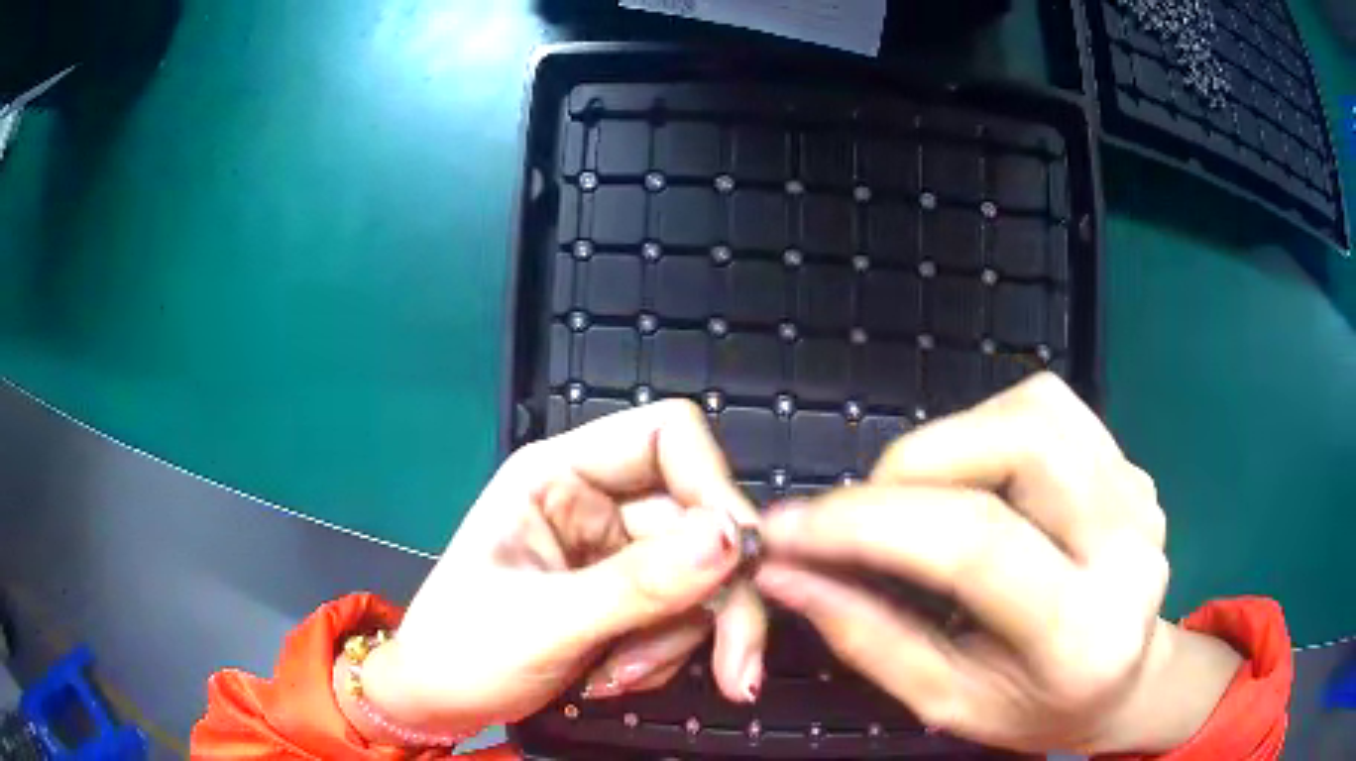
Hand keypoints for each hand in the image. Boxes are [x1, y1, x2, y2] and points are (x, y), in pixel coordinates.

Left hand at [355, 401, 766, 737]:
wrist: (439, 705)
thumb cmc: (462, 651)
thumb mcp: (543, 622)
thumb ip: (638, 585)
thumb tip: (732, 540)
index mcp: (559, 475)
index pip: (666, 437)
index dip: (713, 485)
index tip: (738, 560)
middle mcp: (597, 503)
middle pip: (702, 522)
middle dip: (717, 601)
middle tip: (735, 669)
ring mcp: (615, 553)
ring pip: (702, 577)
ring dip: (680, 640)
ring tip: (617, 678)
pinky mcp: (628, 599)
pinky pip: (685, 615)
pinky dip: (666, 656)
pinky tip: (612, 679)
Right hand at [755, 374, 1241, 754]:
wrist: (1125, 680)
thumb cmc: (1035, 709)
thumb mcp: (948, 702)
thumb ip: (868, 639)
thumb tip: (786, 576)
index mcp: (1084, 635)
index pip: (977, 546)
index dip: (868, 524)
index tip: (787, 530)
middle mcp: (1129, 548)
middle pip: (1021, 445)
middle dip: (916, 463)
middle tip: (862, 511)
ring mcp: (1137, 493)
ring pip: (1036, 410)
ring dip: (952, 439)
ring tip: (918, 497)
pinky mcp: (1131, 464)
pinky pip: (1051, 407)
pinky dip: (990, 424)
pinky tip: (976, 476)